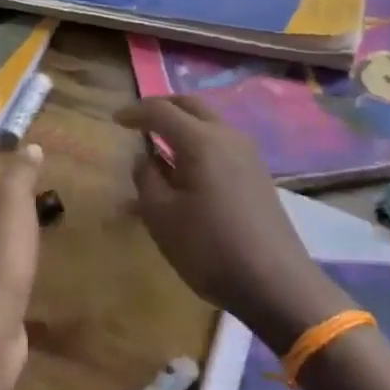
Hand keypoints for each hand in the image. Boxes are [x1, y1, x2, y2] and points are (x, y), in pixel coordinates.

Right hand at [116, 96, 338, 352]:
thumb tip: (144, 159)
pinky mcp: (258, 175)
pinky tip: (186, 172)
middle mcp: (228, 137)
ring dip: (183, 126)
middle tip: (139, 120)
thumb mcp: (161, 216)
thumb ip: (146, 179)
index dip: (135, 112)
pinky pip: (221, 145)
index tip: (115, 120)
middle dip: (163, 108)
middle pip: (191, 106)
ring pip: (210, 124)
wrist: (275, 282)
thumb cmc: (209, 248)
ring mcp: (248, 155)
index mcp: (201, 141)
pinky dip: (198, 146)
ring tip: (160, 147)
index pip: (161, 111)